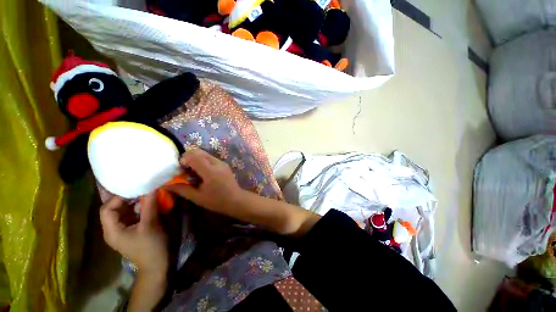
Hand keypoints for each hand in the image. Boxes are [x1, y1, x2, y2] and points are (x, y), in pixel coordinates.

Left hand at [99, 193, 168, 275]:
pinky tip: (148, 204)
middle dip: (127, 198)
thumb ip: (149, 206)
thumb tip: (152, 188)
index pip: (106, 209)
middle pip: (114, 209)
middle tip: (142, 189)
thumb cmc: (151, 247)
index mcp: (112, 230)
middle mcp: (113, 229)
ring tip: (146, 194)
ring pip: (123, 212)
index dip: (118, 198)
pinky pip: (131, 216)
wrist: (157, 265)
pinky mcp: (131, 231)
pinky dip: (139, 208)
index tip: (135, 189)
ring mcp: (122, 231)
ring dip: (134, 203)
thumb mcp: (150, 225)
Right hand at [168, 148, 243, 215]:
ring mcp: (222, 163)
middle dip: (188, 156)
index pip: (195, 156)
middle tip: (184, 168)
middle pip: (200, 152)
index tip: (180, 167)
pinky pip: (211, 158)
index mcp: (210, 171)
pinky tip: (201, 171)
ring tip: (192, 170)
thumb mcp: (198, 197)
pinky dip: (203, 160)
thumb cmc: (217, 201)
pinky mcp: (224, 164)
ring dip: (196, 158)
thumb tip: (166, 185)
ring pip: (205, 154)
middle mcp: (217, 163)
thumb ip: (182, 189)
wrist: (236, 200)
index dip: (184, 159)